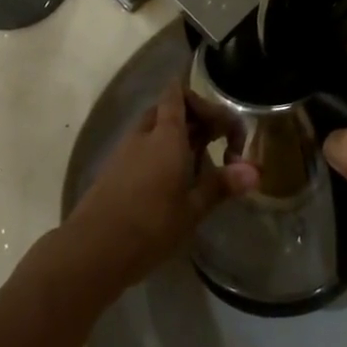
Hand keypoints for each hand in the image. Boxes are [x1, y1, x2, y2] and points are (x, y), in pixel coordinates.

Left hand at [62, 81, 258, 295]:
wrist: (91, 251)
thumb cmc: (149, 226)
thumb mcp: (192, 209)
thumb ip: (221, 185)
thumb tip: (255, 172)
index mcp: (166, 135)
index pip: (178, 95)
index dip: (199, 98)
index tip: (221, 119)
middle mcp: (144, 135)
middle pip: (167, 109)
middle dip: (193, 119)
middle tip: (215, 143)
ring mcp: (124, 152)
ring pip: (153, 128)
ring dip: (176, 136)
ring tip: (197, 164)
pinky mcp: (113, 171)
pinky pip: (142, 147)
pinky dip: (159, 152)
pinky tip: (171, 182)